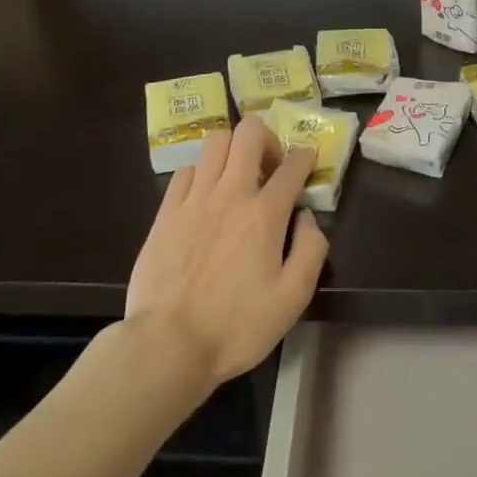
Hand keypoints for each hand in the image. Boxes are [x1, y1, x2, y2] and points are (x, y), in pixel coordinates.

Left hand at [125, 116, 328, 385]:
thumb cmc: (236, 326)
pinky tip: (205, 196)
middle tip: (270, 164)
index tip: (308, 160)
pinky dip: (202, 172)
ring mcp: (194, 199)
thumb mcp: (292, 298)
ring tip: (237, 175)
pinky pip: (186, 170)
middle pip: (248, 133)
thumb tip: (307, 217)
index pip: (292, 165)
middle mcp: (230, 193)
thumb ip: (310, 250)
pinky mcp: (166, 211)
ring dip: (233, 149)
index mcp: (264, 214)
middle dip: (266, 137)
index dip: (305, 156)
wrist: (168, 343)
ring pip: (215, 141)